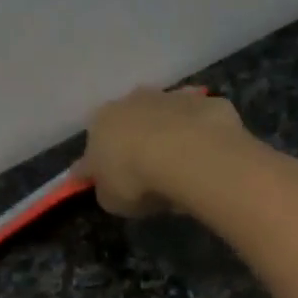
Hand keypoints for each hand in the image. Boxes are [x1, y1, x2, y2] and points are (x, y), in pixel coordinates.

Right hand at [74, 86, 250, 216]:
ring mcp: (168, 96)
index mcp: (100, 123)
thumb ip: (107, 190)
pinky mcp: (203, 101)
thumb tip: (108, 186)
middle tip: (147, 176)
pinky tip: (204, 158)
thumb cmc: (137, 179)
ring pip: (163, 119)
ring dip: (167, 136)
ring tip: (179, 168)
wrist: (187, 153)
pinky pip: (195, 122)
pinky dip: (197, 136)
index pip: (93, 151)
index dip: (101, 171)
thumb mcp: (111, 200)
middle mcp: (130, 101)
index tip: (112, 187)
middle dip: (135, 146)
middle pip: (128, 126)